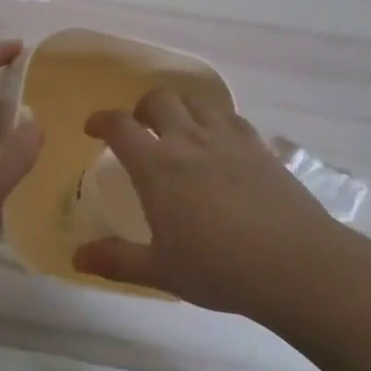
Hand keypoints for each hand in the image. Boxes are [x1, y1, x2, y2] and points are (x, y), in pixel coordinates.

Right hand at [72, 88, 339, 318]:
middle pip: (158, 100)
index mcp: (156, 166)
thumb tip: (77, 256)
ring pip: (195, 101)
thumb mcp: (160, 270)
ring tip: (178, 128)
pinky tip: (219, 141)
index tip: (92, 128)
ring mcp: (226, 138)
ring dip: (179, 107)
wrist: (293, 263)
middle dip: (142, 108)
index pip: (119, 126)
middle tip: (140, 127)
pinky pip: (230, 116)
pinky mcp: (257, 145)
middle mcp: (187, 140)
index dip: (101, 121)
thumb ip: (117, 259)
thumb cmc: (218, 268)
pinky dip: (215, 119)